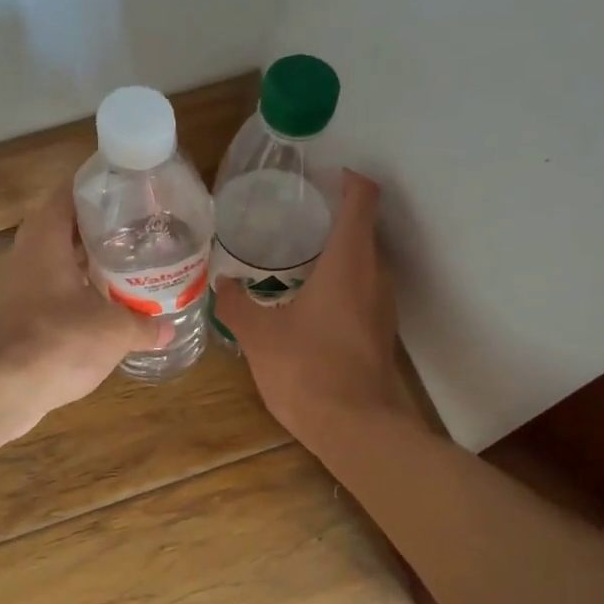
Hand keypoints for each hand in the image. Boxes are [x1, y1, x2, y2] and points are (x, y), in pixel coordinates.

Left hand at [0, 182, 167, 434]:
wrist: (3, 389)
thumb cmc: (60, 341)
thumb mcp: (115, 330)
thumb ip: (144, 324)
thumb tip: (169, 328)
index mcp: (44, 238)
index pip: (67, 193)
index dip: (96, 188)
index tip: (126, 191)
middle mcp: (24, 253)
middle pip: (61, 227)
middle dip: (96, 229)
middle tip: (136, 232)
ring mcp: (13, 286)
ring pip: (53, 261)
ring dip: (83, 263)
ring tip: (124, 267)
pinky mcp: (12, 315)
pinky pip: (47, 290)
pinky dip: (72, 292)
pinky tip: (99, 308)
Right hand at [215, 170, 414, 445]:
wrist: (357, 428)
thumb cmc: (308, 371)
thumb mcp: (260, 336)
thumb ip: (237, 305)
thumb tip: (221, 284)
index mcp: (349, 261)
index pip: (362, 199)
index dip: (348, 180)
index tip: (323, 176)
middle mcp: (374, 274)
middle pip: (363, 228)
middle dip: (333, 216)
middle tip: (292, 216)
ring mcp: (382, 304)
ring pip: (364, 260)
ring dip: (337, 250)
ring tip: (294, 254)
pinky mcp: (380, 330)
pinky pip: (363, 287)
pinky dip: (341, 280)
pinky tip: (307, 299)